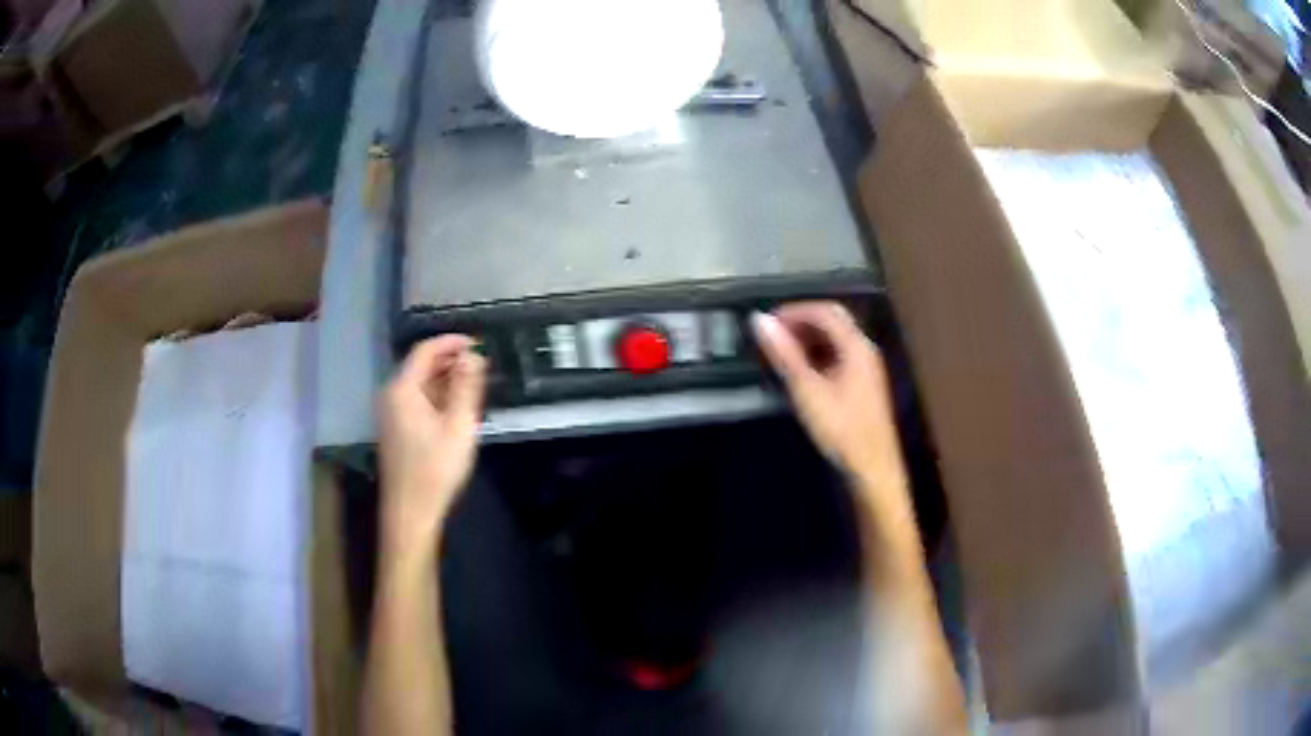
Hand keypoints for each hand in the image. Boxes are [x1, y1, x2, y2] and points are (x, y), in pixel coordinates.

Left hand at [378, 335, 486, 554]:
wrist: (411, 512)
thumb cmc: (435, 469)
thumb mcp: (459, 426)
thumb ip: (467, 386)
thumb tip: (474, 354)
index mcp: (403, 389)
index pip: (425, 350)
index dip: (451, 342)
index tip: (478, 343)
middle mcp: (391, 395)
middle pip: (421, 366)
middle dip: (451, 361)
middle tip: (482, 366)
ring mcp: (391, 413)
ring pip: (420, 384)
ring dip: (446, 380)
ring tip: (475, 386)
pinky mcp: (395, 430)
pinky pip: (416, 401)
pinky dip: (437, 397)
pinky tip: (457, 408)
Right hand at [752, 302, 904, 487]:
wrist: (872, 467)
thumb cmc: (840, 428)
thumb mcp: (807, 390)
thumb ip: (784, 354)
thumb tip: (759, 320)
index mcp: (856, 346)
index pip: (824, 311)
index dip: (794, 311)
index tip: (767, 322)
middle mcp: (865, 350)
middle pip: (833, 322)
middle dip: (801, 323)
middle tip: (772, 336)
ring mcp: (867, 368)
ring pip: (836, 340)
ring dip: (808, 339)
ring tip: (781, 353)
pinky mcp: (863, 385)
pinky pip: (839, 356)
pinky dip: (817, 355)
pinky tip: (801, 373)